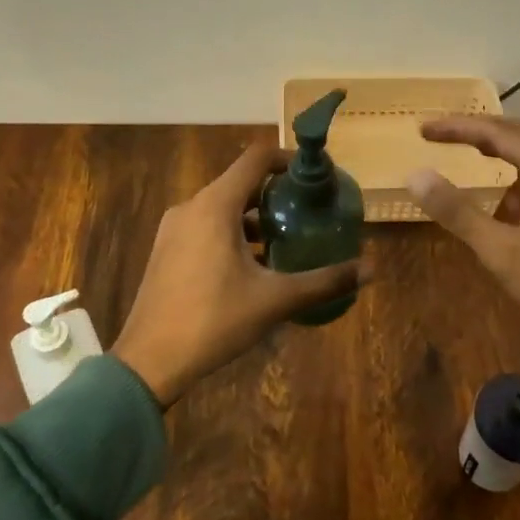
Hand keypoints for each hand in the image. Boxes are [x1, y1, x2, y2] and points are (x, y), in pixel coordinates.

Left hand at [114, 144, 366, 407]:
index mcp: (215, 206)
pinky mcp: (167, 250)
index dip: (288, 160)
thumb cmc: (213, 321)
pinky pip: (206, 226)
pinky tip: (253, 264)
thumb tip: (371, 269)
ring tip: (286, 239)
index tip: (315, 177)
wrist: (149, 361)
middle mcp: (192, 206)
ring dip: (254, 216)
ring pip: (222, 206)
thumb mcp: (275, 300)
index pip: (256, 159)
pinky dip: (232, 232)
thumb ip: (324, 281)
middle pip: (240, 182)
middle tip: (308, 211)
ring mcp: (174, 228)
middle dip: (276, 193)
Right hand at [406, 116, 519, 414]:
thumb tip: (415, 175)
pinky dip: (515, 187)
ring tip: (469, 160)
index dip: (459, 127)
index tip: (423, 129)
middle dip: (480, 134)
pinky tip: (501, 209)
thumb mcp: (502, 251)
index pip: (501, 132)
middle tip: (443, 136)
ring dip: (500, 158)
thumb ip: (457, 211)